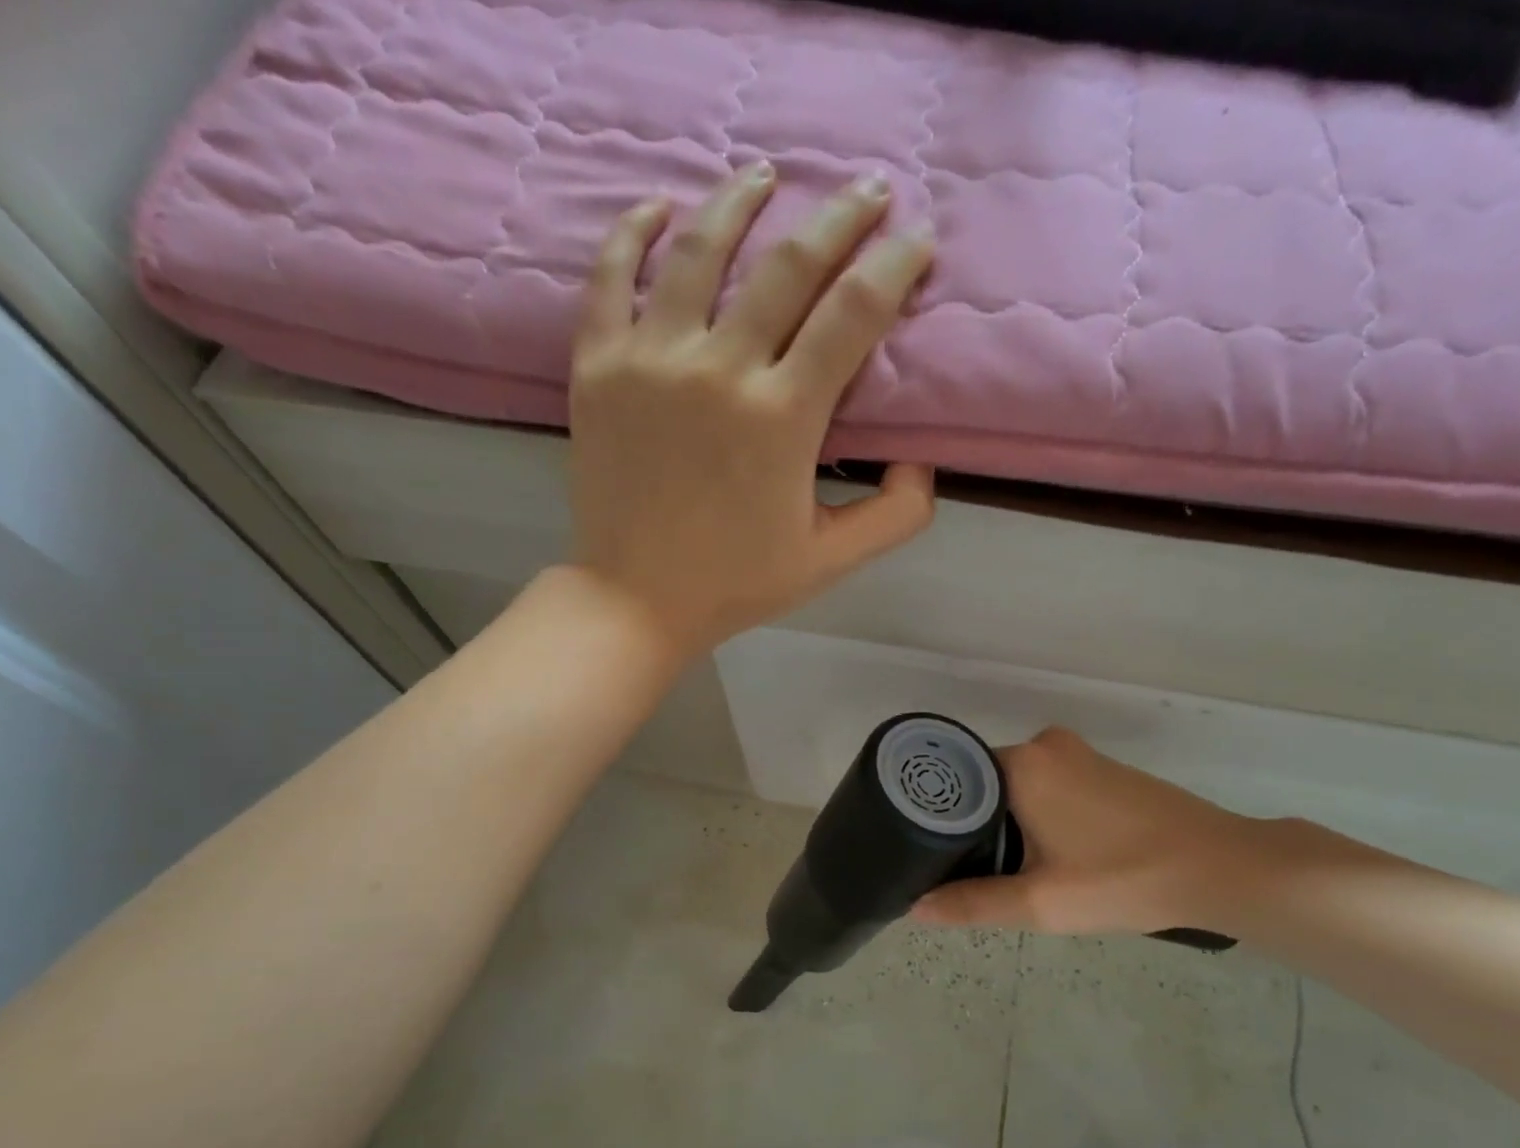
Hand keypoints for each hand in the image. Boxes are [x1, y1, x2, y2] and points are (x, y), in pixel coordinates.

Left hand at [566, 165, 937, 659]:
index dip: (895, 265)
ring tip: (767, 175)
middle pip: (790, 264)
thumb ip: (895, 514)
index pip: (854, 312)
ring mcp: (650, 360)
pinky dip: (636, 230)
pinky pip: (611, 275)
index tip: (918, 239)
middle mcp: (719, 370)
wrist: (635, 600)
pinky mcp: (597, 366)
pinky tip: (662, 207)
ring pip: (700, 249)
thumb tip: (922, 458)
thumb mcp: (831, 561)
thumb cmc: (737, 583)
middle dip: (841, 216)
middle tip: (868, 189)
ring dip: (741, 200)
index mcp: (783, 418)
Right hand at [911, 728, 1269, 934]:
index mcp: (1022, 763)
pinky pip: (1048, 786)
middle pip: (985, 784)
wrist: (1221, 867)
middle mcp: (1045, 745)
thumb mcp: (1040, 902)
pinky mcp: (1103, 769)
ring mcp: (1079, 754)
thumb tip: (914, 908)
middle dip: (974, 827)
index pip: (955, 782)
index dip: (938, 820)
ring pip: (1018, 787)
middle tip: (963, 873)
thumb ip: (972, 903)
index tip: (927, 854)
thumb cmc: (1124, 879)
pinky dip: (1036, 815)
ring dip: (1007, 823)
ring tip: (1001, 870)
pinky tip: (1047, 855)